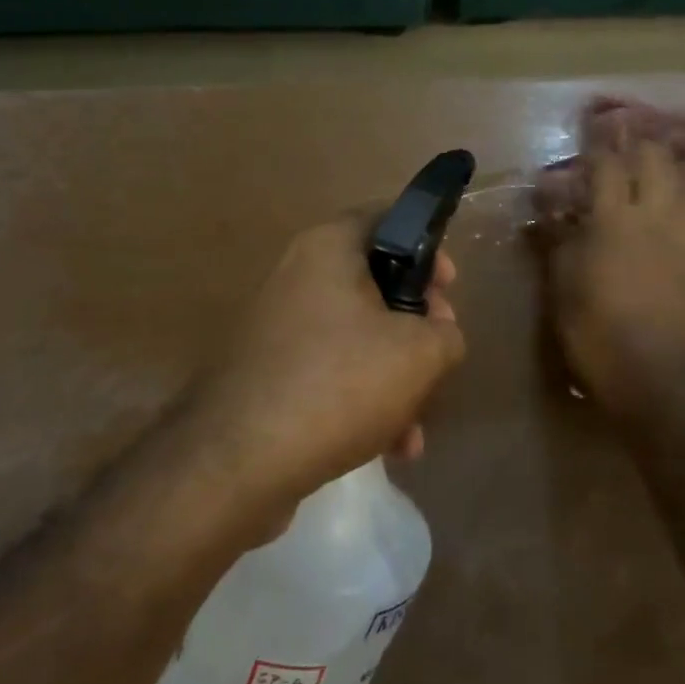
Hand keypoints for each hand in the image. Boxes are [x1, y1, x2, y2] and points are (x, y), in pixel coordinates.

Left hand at [193, 215, 465, 507]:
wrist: (234, 464)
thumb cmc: (338, 383)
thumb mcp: (420, 354)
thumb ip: (447, 334)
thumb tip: (438, 336)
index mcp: (329, 248)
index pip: (388, 219)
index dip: (429, 248)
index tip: (450, 289)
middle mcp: (298, 276)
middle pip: (376, 286)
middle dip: (417, 328)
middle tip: (438, 358)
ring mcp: (278, 327)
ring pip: (356, 338)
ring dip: (394, 377)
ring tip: (414, 430)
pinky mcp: (267, 374)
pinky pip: (329, 373)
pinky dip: (361, 400)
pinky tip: (387, 447)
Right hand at [546, 141, 684, 413]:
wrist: (657, 372)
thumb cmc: (597, 329)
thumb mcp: (562, 285)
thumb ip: (559, 242)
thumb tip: (553, 214)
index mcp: (613, 217)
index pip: (608, 164)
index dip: (600, 144)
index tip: (595, 131)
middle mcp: (657, 213)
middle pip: (658, 160)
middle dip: (644, 147)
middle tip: (634, 148)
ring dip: (684, 172)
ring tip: (673, 175)